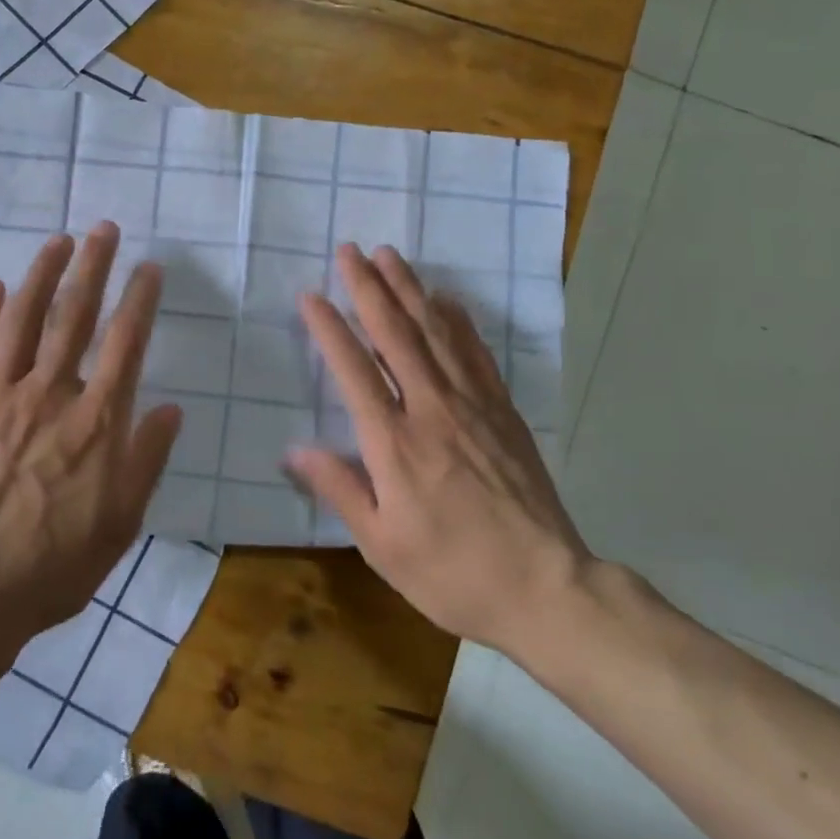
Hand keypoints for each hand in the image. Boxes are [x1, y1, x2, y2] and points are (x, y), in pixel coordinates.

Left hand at [0, 223, 181, 641]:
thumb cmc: (56, 562)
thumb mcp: (122, 520)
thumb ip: (147, 458)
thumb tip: (171, 408)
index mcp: (96, 420)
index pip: (126, 342)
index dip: (139, 299)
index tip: (148, 267)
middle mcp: (51, 394)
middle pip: (74, 317)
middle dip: (92, 267)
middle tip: (102, 229)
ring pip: (22, 321)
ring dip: (41, 275)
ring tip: (57, 242)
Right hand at [287, 244, 594, 658]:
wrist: (545, 587)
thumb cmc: (452, 572)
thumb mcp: (381, 545)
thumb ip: (339, 489)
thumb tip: (293, 449)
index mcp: (394, 443)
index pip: (354, 370)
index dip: (330, 329)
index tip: (311, 295)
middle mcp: (432, 409)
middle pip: (395, 335)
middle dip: (369, 288)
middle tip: (351, 250)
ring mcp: (473, 405)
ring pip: (435, 332)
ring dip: (410, 289)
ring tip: (390, 256)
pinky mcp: (503, 411)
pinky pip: (476, 353)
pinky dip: (457, 320)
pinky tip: (446, 299)